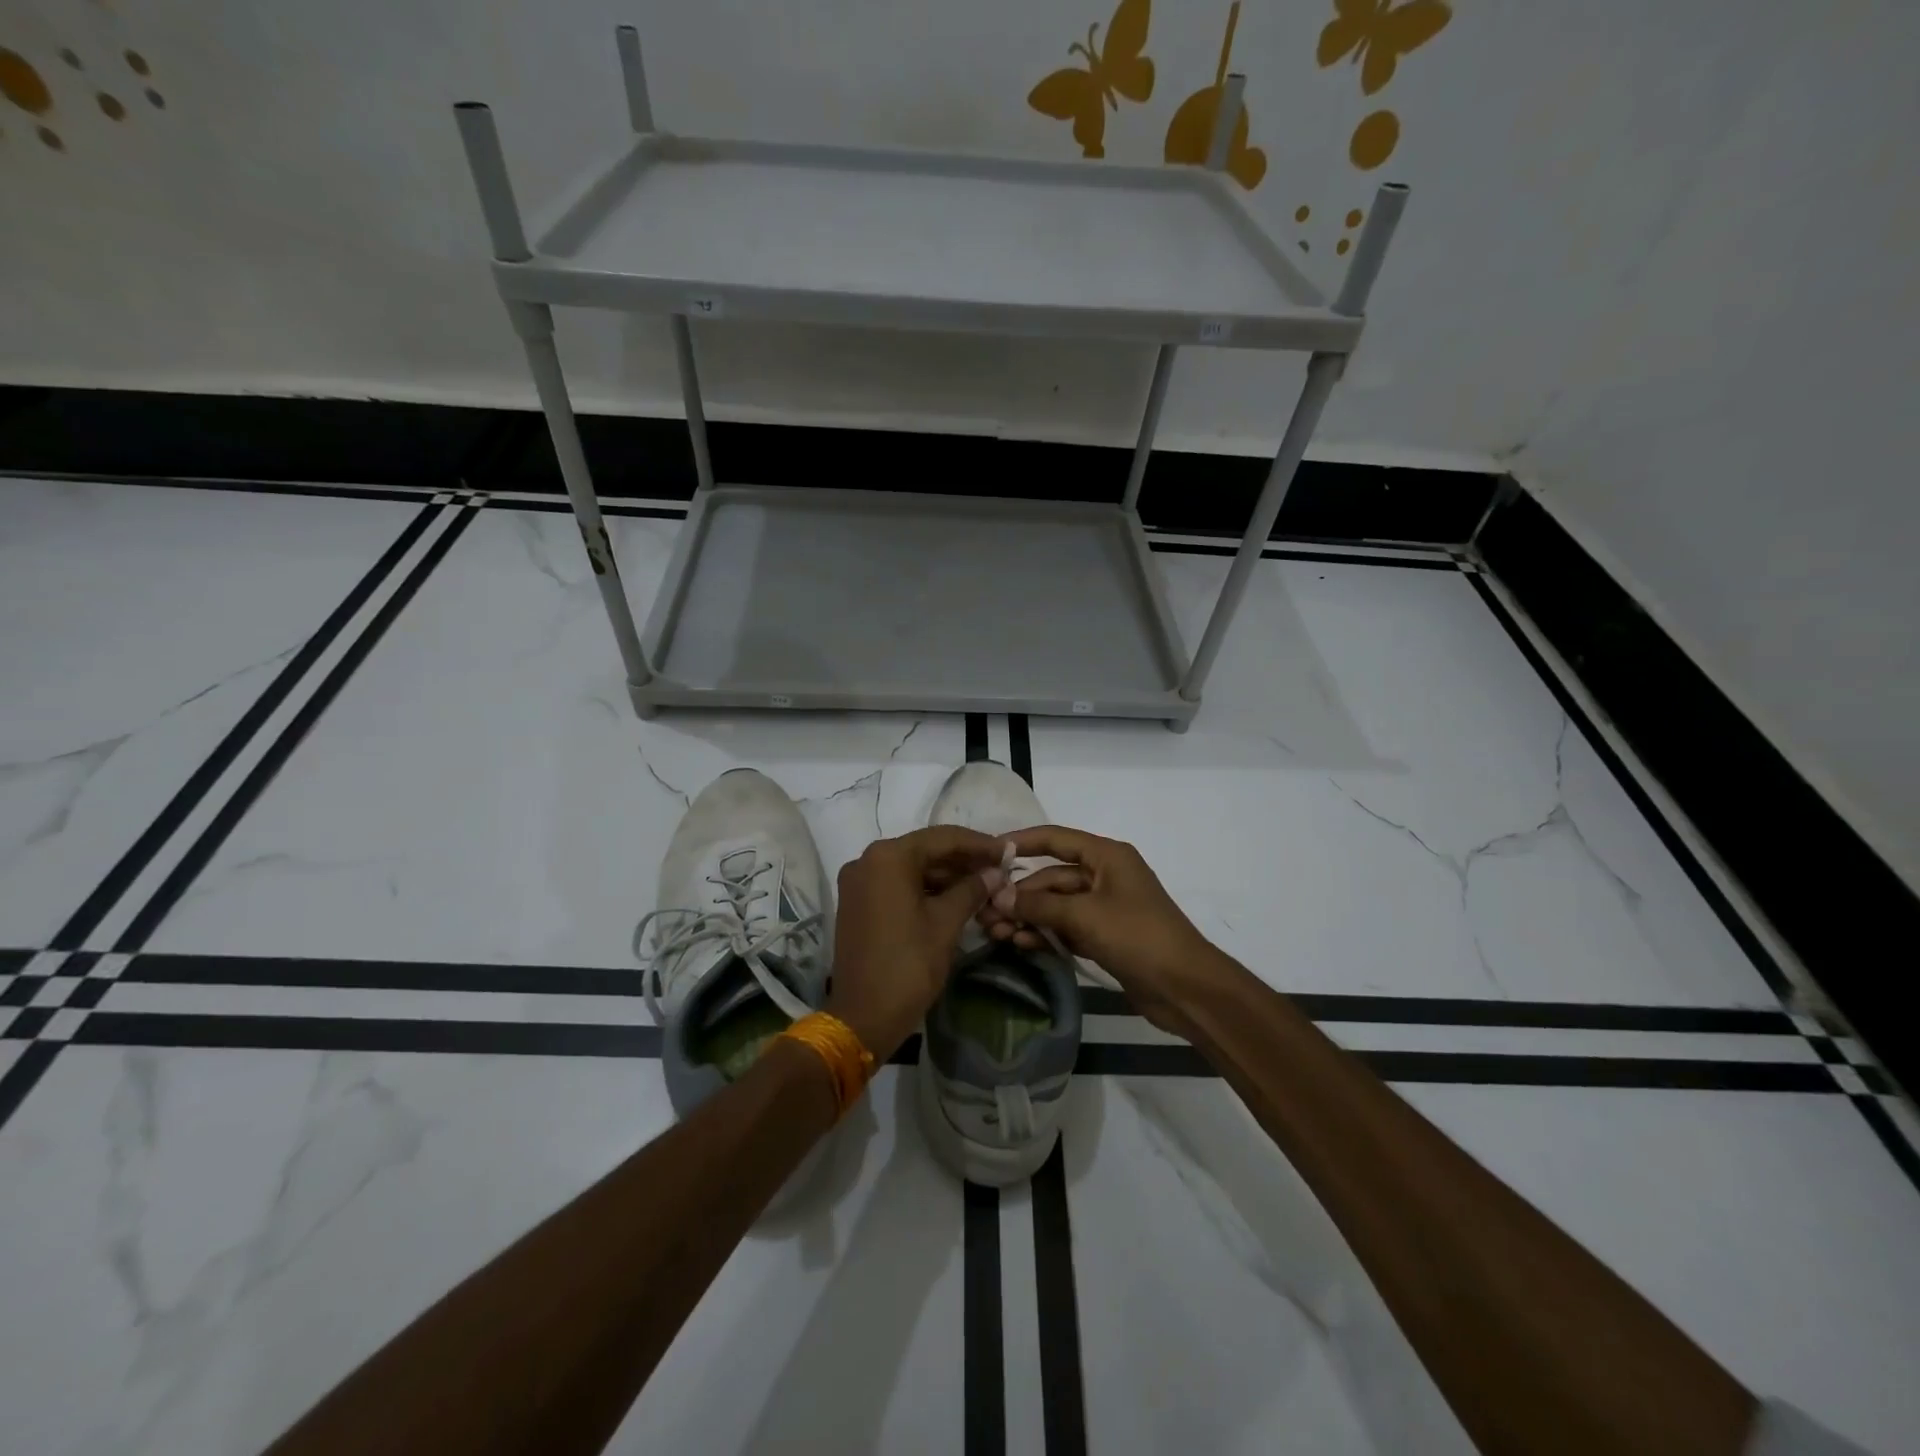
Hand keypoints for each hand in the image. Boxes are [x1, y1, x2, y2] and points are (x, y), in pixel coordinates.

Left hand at [826, 826, 1004, 1061]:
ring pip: (911, 868)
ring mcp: (858, 882)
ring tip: (984, 885)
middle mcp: (867, 860)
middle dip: (963, 860)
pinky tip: (955, 898)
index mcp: (888, 857)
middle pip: (925, 850)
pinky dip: (925, 889)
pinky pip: (897, 885)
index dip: (979, 844)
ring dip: (946, 876)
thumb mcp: (946, 923)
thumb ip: (972, 889)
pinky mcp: (857, 904)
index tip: (1008, 852)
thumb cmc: (908, 964)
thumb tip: (995, 873)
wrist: (863, 1016)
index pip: (942, 838)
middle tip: (999, 869)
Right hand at [979, 825, 1219, 1035]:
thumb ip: (1038, 904)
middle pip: (1051, 877)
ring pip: (1056, 905)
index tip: (987, 852)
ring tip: (994, 933)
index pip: (1055, 839)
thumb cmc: (1138, 936)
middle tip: (983, 912)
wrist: (1186, 988)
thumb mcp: (1084, 916)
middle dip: (1018, 894)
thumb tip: (997, 895)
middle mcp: (1104, 875)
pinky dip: (1045, 934)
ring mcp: (1104, 908)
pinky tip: (1020, 944)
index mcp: (1107, 856)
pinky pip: (1066, 928)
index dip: (1021, 842)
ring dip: (1027, 917)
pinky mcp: (1104, 936)